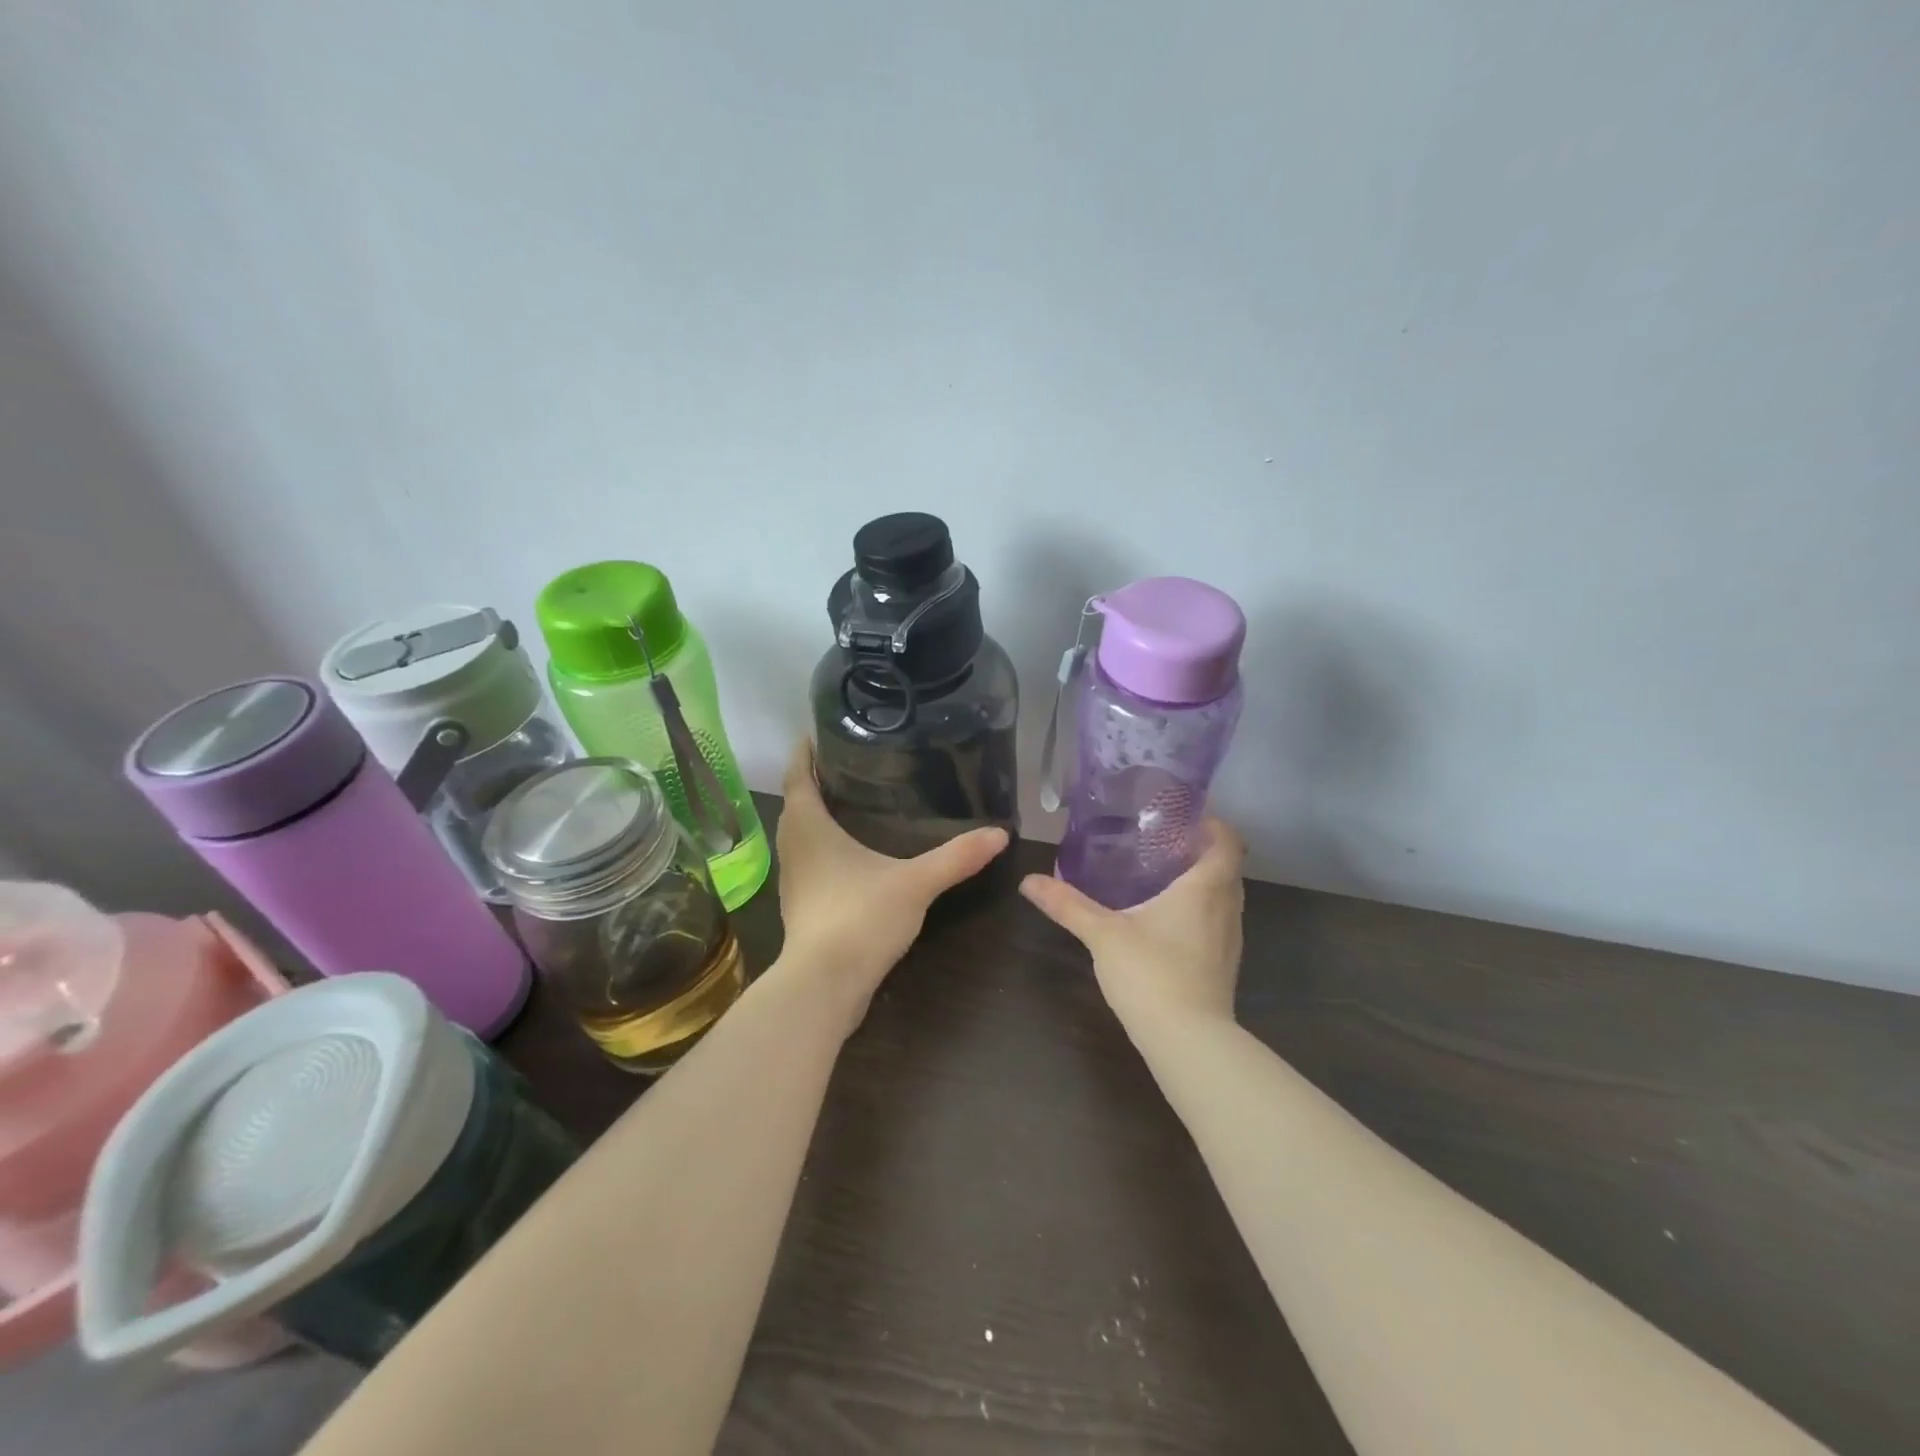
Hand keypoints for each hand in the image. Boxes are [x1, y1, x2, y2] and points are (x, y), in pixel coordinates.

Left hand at [773, 740, 1007, 1030]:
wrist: (824, 985)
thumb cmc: (860, 918)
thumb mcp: (916, 883)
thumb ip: (957, 857)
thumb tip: (1000, 834)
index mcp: (808, 826)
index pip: (798, 775)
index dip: (805, 751)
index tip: (819, 731)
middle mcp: (794, 846)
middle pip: (797, 802)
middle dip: (815, 781)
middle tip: (849, 763)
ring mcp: (794, 879)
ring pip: (800, 834)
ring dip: (817, 815)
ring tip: (852, 801)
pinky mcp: (801, 905)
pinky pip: (809, 861)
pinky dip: (823, 847)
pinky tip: (852, 854)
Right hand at [1019, 818, 1246, 1029]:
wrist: (1188, 1040)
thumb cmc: (1151, 972)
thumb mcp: (1102, 933)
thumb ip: (1067, 904)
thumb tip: (1029, 881)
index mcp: (1205, 887)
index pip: (1228, 842)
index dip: (1213, 824)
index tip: (1185, 818)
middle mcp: (1227, 908)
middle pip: (1228, 867)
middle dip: (1202, 852)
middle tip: (1164, 843)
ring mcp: (1231, 940)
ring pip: (1225, 897)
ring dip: (1204, 883)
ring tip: (1164, 877)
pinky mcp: (1225, 965)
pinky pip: (1219, 922)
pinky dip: (1202, 911)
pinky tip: (1168, 922)